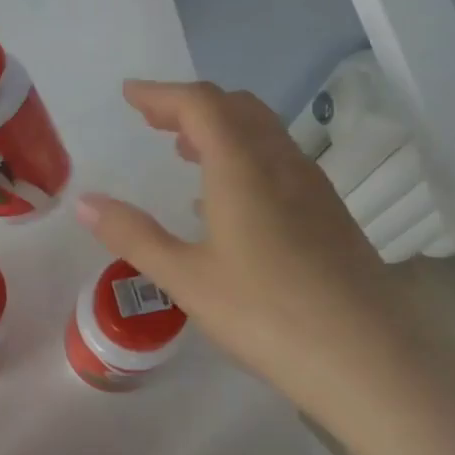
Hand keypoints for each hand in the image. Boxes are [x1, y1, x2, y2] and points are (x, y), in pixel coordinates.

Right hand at [76, 81, 435, 426]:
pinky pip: (279, 162)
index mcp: (243, 168)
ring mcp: (312, 188)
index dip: (162, 94)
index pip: (201, 105)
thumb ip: (134, 235)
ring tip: (185, 150)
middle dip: (191, 105)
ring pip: (263, 133)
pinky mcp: (329, 215)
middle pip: (237, 108)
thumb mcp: (186, 277)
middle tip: (153, 119)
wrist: (369, 360)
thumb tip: (86, 202)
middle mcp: (281, 164)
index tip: (129, 95)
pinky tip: (228, 199)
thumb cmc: (266, 314)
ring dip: (221, 128)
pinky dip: (244, 156)